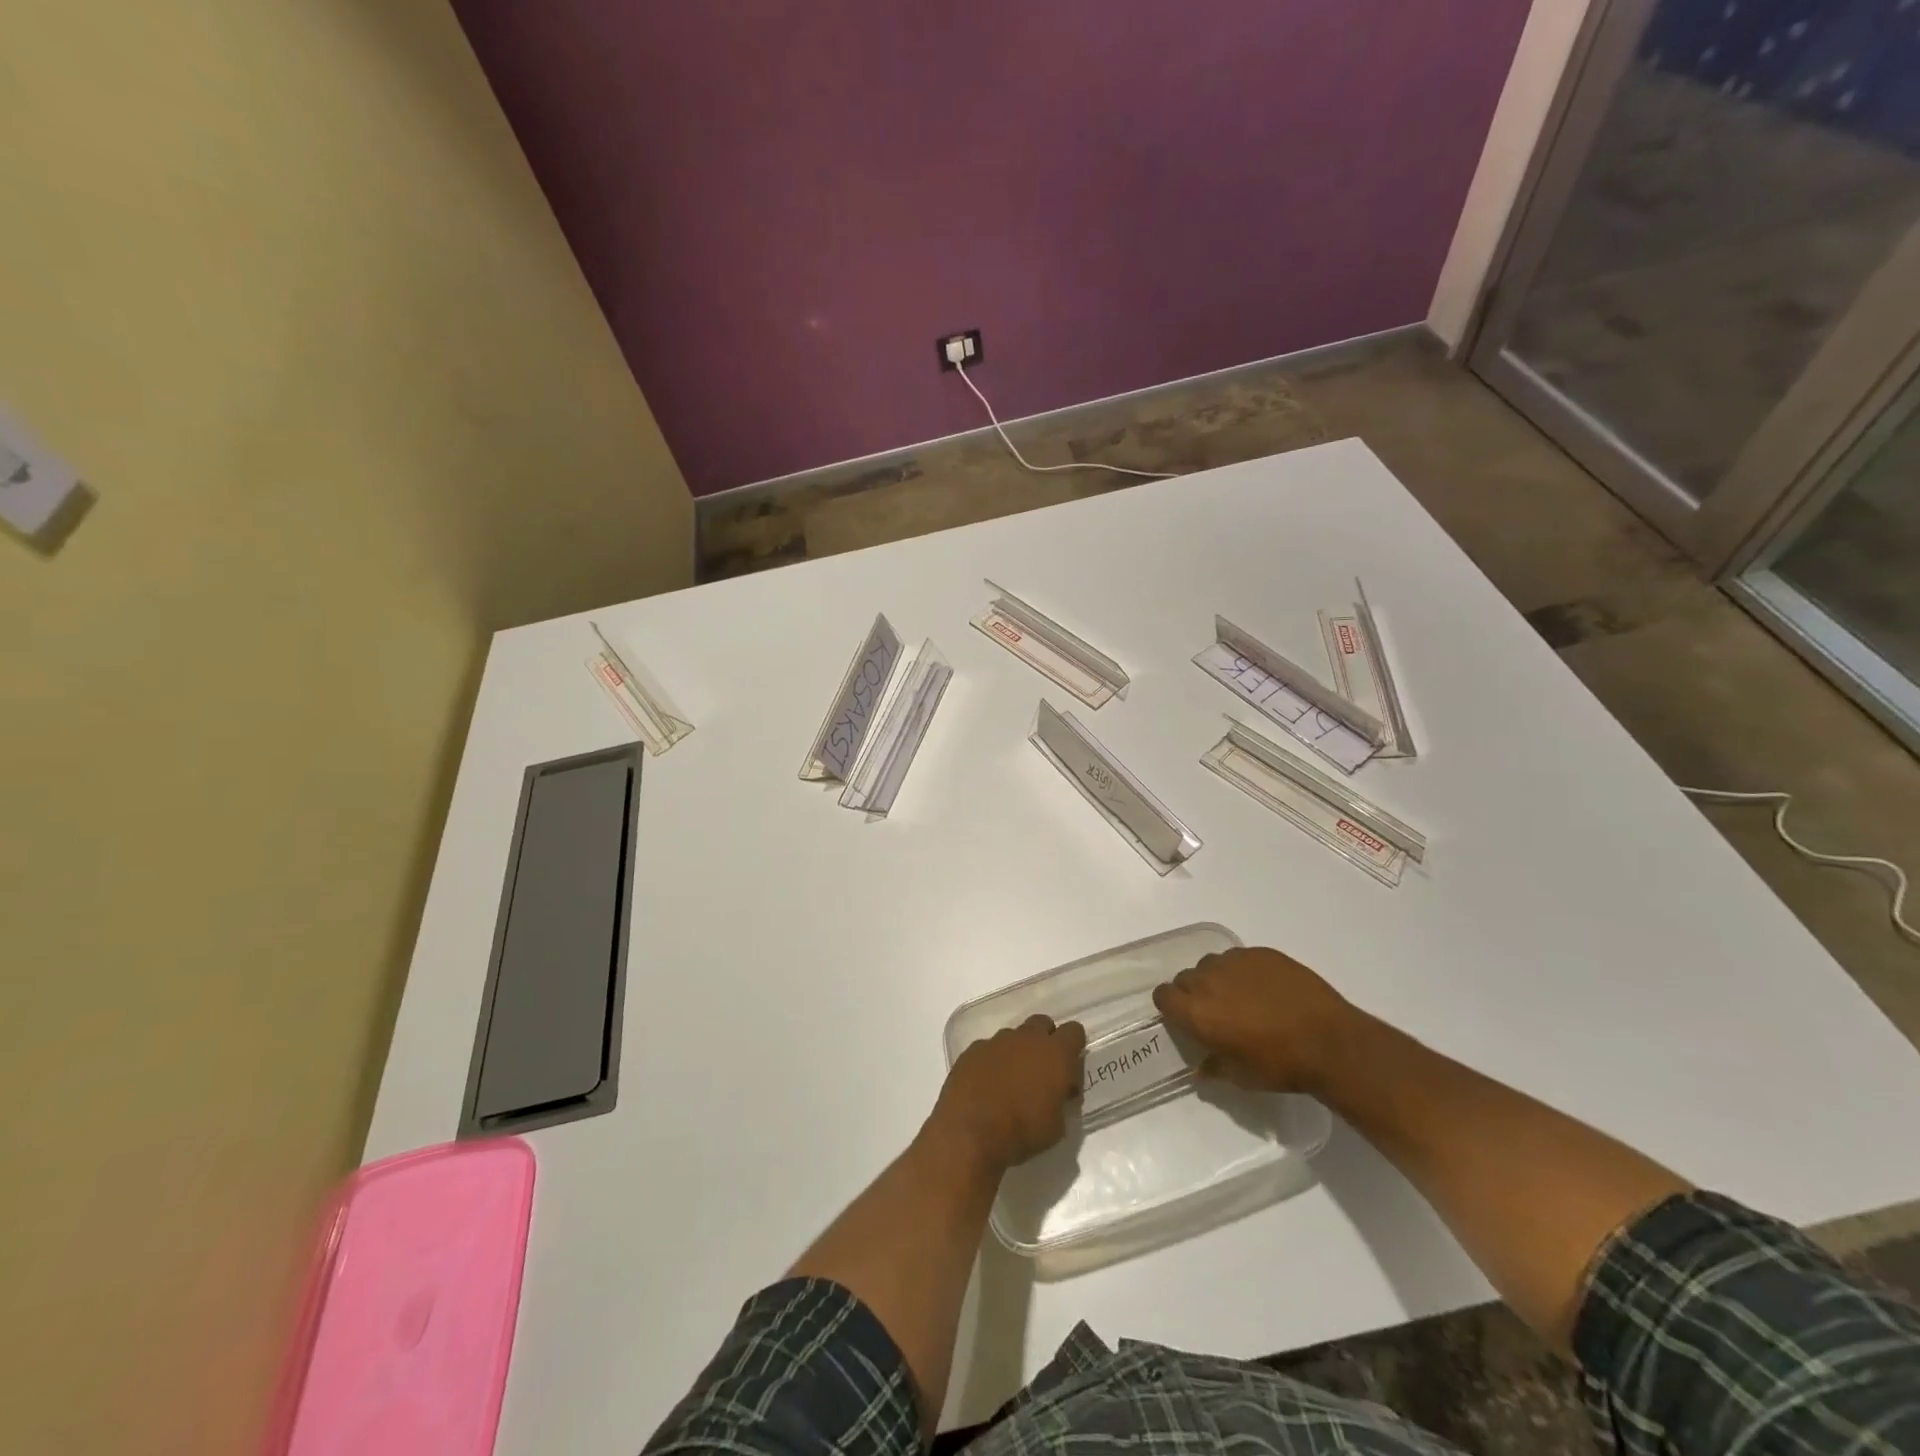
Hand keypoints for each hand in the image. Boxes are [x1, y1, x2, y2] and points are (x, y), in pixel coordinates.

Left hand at [926, 1015, 1085, 1174]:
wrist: (970, 1132)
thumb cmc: (1022, 1131)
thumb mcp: (1057, 1126)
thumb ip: (1062, 1100)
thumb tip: (1059, 1093)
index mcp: (1055, 1053)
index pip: (1074, 1031)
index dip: (1074, 1048)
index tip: (1069, 1071)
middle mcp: (1026, 1038)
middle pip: (1042, 1024)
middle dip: (1045, 1042)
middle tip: (1042, 1072)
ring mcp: (996, 1041)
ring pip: (1014, 1036)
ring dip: (1017, 1052)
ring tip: (1011, 1082)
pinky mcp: (972, 1050)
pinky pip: (988, 1048)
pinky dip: (992, 1062)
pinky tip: (986, 1085)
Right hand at [1153, 947, 1355, 1093]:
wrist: (1330, 1042)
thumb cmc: (1281, 1066)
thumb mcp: (1243, 1076)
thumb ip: (1215, 1066)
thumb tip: (1201, 1069)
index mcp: (1197, 1012)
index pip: (1163, 996)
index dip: (1171, 1006)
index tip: (1184, 1017)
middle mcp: (1208, 981)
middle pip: (1185, 978)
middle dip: (1194, 992)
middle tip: (1216, 1011)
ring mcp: (1235, 962)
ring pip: (1212, 964)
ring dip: (1218, 978)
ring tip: (1242, 997)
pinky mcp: (1260, 953)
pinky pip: (1240, 957)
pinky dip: (1245, 970)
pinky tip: (1266, 988)